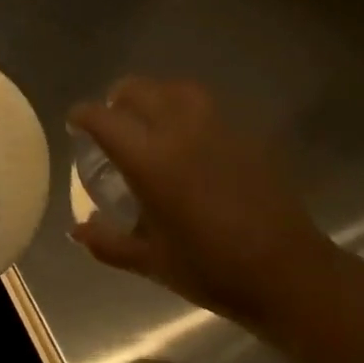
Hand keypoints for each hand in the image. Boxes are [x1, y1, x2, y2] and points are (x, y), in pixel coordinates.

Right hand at [69, 77, 334, 324]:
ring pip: (176, 88)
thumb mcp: (151, 261)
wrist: (288, 273)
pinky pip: (208, 106)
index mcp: (149, 159)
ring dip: (155, 95)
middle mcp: (179, 131)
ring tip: (151, 116)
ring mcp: (217, 127)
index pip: (103, 118)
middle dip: (117, 98)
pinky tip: (191, 135)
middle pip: (138, 90)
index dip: (83, 116)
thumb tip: (77, 230)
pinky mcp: (246, 135)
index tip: (75, 123)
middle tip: (112, 117)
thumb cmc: (211, 269)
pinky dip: (188, 108)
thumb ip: (109, 242)